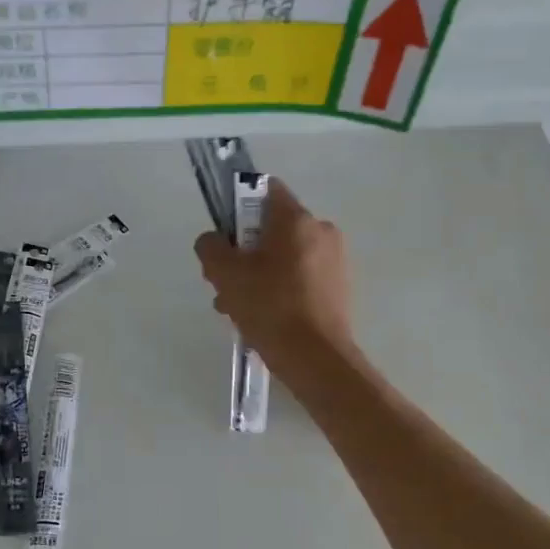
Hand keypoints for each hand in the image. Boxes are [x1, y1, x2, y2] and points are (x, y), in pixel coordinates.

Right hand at [194, 179, 355, 372]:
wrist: (317, 359)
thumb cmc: (270, 308)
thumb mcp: (226, 274)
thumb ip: (211, 247)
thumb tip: (213, 241)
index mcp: (297, 220)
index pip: (265, 190)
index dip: (238, 206)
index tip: (224, 236)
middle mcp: (321, 231)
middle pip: (271, 228)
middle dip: (243, 252)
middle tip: (224, 283)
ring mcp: (334, 261)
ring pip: (283, 256)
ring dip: (257, 275)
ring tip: (238, 308)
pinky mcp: (338, 288)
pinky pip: (299, 277)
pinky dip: (278, 289)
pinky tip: (262, 317)